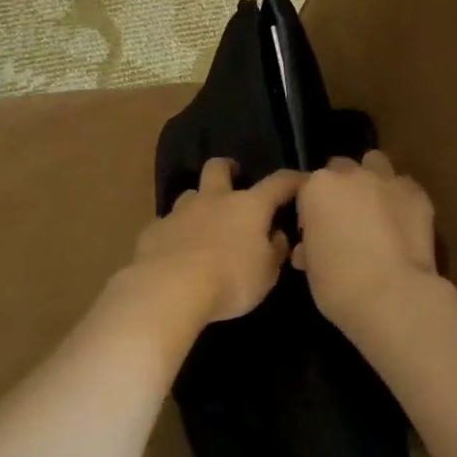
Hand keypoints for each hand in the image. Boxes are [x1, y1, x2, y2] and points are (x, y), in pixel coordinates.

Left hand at [129, 159, 305, 323]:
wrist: (169, 289)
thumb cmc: (229, 280)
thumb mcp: (266, 275)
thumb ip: (274, 252)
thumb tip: (276, 236)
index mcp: (248, 207)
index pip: (278, 183)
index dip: (294, 180)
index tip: (303, 180)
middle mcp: (214, 200)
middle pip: (218, 168)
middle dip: (227, 168)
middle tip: (234, 178)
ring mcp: (179, 213)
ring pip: (190, 194)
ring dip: (199, 203)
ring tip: (203, 224)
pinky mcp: (153, 231)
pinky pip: (167, 224)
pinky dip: (175, 233)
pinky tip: (175, 251)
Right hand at [294, 150, 439, 332]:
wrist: (394, 297)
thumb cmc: (340, 287)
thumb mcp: (311, 269)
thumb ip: (309, 247)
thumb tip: (309, 248)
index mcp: (317, 188)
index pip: (307, 189)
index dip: (310, 211)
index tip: (316, 233)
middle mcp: (351, 175)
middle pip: (340, 169)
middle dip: (341, 188)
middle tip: (345, 221)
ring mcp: (388, 180)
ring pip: (375, 164)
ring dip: (371, 180)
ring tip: (375, 211)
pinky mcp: (418, 194)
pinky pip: (404, 187)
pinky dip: (400, 199)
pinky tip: (402, 223)